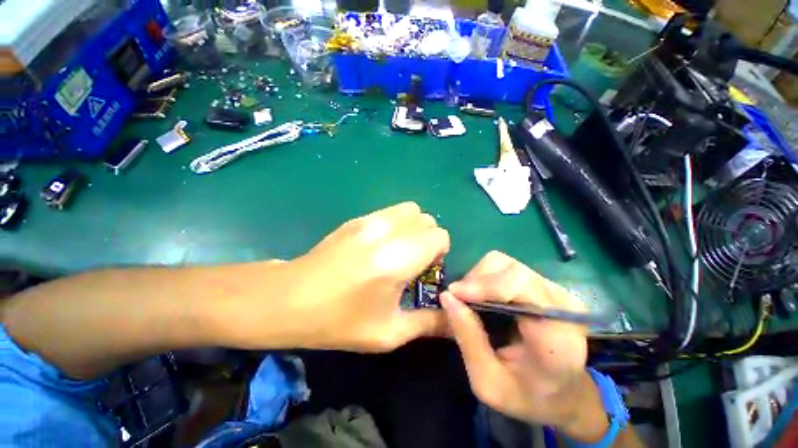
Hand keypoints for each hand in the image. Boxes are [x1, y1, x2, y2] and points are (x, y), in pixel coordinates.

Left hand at [276, 202, 449, 351]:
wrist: (291, 299)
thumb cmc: (340, 321)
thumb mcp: (389, 332)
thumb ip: (428, 324)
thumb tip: (454, 321)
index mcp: (398, 259)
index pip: (439, 235)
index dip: (440, 252)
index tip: (426, 270)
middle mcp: (387, 231)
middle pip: (426, 219)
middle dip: (428, 239)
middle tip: (413, 261)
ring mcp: (369, 220)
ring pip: (410, 209)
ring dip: (414, 227)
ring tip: (400, 249)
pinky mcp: (357, 218)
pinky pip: (390, 211)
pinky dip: (397, 223)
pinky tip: (381, 244)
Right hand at [440, 251, 600, 433]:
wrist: (565, 394)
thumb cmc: (528, 396)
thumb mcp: (488, 382)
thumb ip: (468, 339)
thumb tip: (447, 297)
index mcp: (557, 335)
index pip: (522, 287)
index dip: (484, 285)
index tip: (455, 295)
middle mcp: (561, 304)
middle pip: (510, 268)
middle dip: (477, 281)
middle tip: (459, 301)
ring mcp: (555, 290)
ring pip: (505, 263)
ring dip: (480, 277)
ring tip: (470, 299)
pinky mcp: (544, 285)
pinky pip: (506, 268)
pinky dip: (486, 277)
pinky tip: (482, 296)